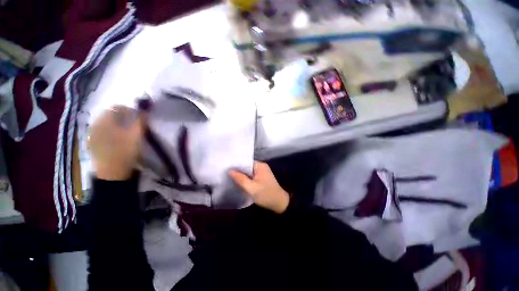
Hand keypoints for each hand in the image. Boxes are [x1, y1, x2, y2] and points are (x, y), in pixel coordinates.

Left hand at [88, 106, 144, 180]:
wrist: (112, 173)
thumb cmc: (126, 151)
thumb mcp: (137, 135)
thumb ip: (140, 121)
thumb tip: (144, 111)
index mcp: (105, 120)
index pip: (117, 107)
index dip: (130, 110)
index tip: (139, 117)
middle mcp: (95, 124)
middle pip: (110, 114)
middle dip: (123, 117)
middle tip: (134, 125)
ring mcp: (92, 134)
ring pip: (105, 123)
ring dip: (116, 124)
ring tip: (126, 132)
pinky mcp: (92, 143)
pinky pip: (101, 131)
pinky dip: (110, 131)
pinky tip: (117, 139)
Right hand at [229, 162, 289, 213]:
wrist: (279, 204)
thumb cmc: (266, 195)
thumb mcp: (251, 188)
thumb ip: (240, 179)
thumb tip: (229, 170)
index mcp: (260, 165)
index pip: (245, 161)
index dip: (236, 165)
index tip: (226, 167)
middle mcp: (261, 167)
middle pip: (246, 167)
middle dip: (237, 171)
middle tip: (225, 173)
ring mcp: (262, 173)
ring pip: (248, 172)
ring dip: (241, 175)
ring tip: (229, 177)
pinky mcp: (261, 179)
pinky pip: (251, 177)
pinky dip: (245, 179)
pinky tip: (238, 182)